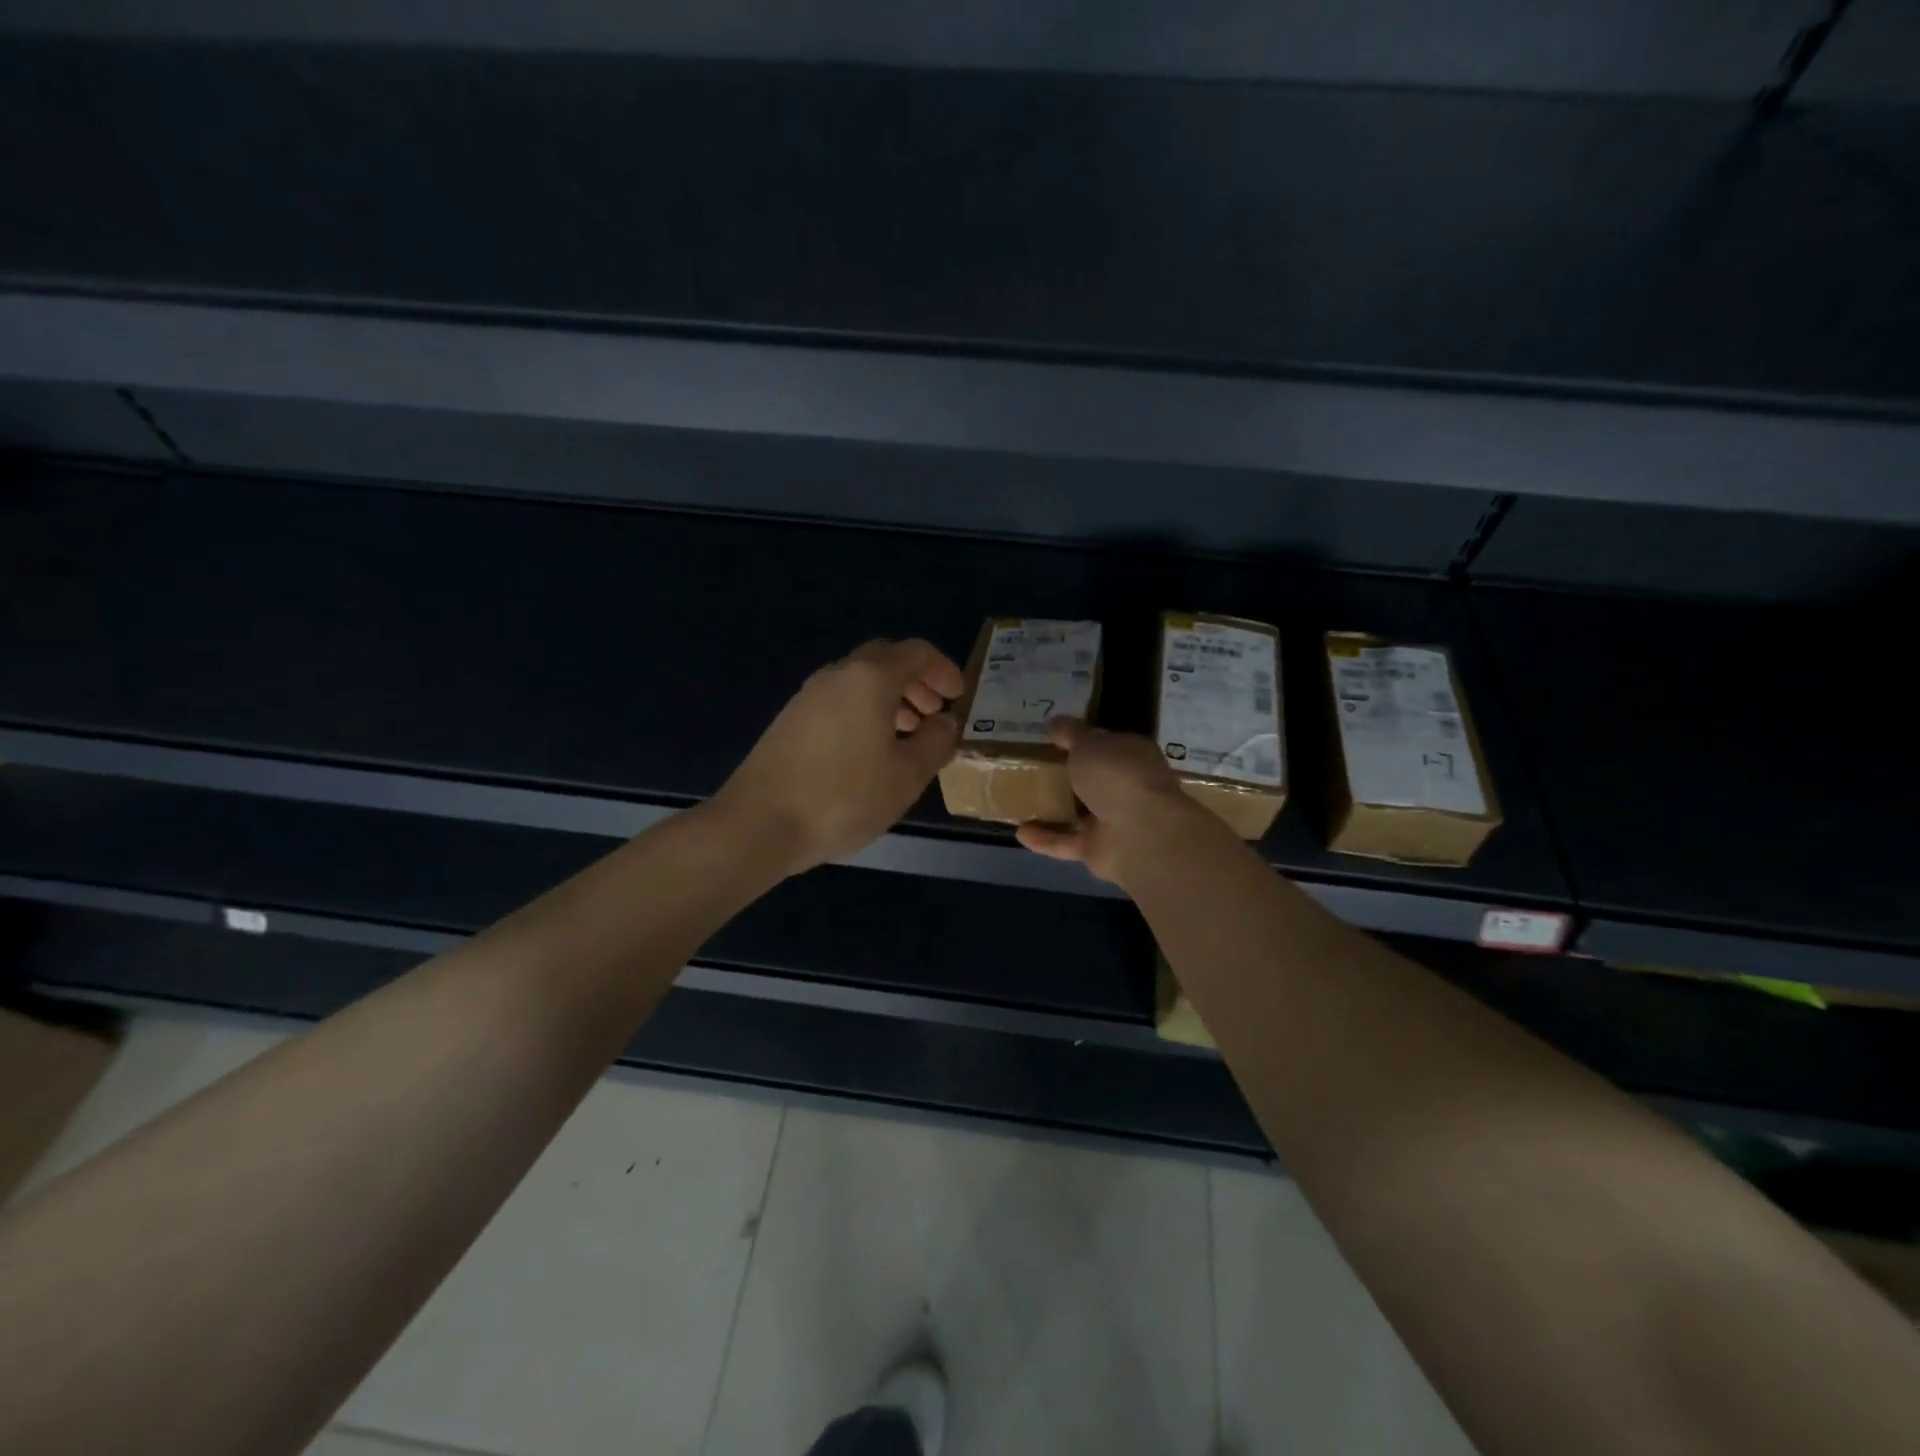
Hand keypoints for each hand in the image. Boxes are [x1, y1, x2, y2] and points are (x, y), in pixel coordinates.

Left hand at [716, 638, 965, 876]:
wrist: (759, 823)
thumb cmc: (844, 796)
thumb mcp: (907, 775)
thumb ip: (935, 742)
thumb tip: (945, 722)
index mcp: (869, 679)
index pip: (915, 652)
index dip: (943, 669)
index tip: (957, 697)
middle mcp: (836, 676)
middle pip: (884, 661)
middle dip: (916, 682)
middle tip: (934, 714)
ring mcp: (807, 697)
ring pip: (858, 683)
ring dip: (890, 700)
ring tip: (907, 737)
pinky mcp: (790, 721)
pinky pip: (838, 702)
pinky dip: (864, 714)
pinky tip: (870, 753)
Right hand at [1015, 718, 1210, 883]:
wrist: (1140, 834)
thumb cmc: (1117, 775)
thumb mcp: (1089, 742)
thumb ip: (1070, 733)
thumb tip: (1054, 722)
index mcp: (1131, 756)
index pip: (1105, 744)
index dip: (1080, 739)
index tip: (1051, 737)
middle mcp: (1125, 787)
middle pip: (1090, 779)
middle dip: (1065, 774)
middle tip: (1029, 765)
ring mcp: (1113, 821)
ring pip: (1078, 813)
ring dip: (1053, 808)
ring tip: (1020, 798)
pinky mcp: (1098, 849)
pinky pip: (1066, 842)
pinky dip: (1045, 838)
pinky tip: (1019, 831)